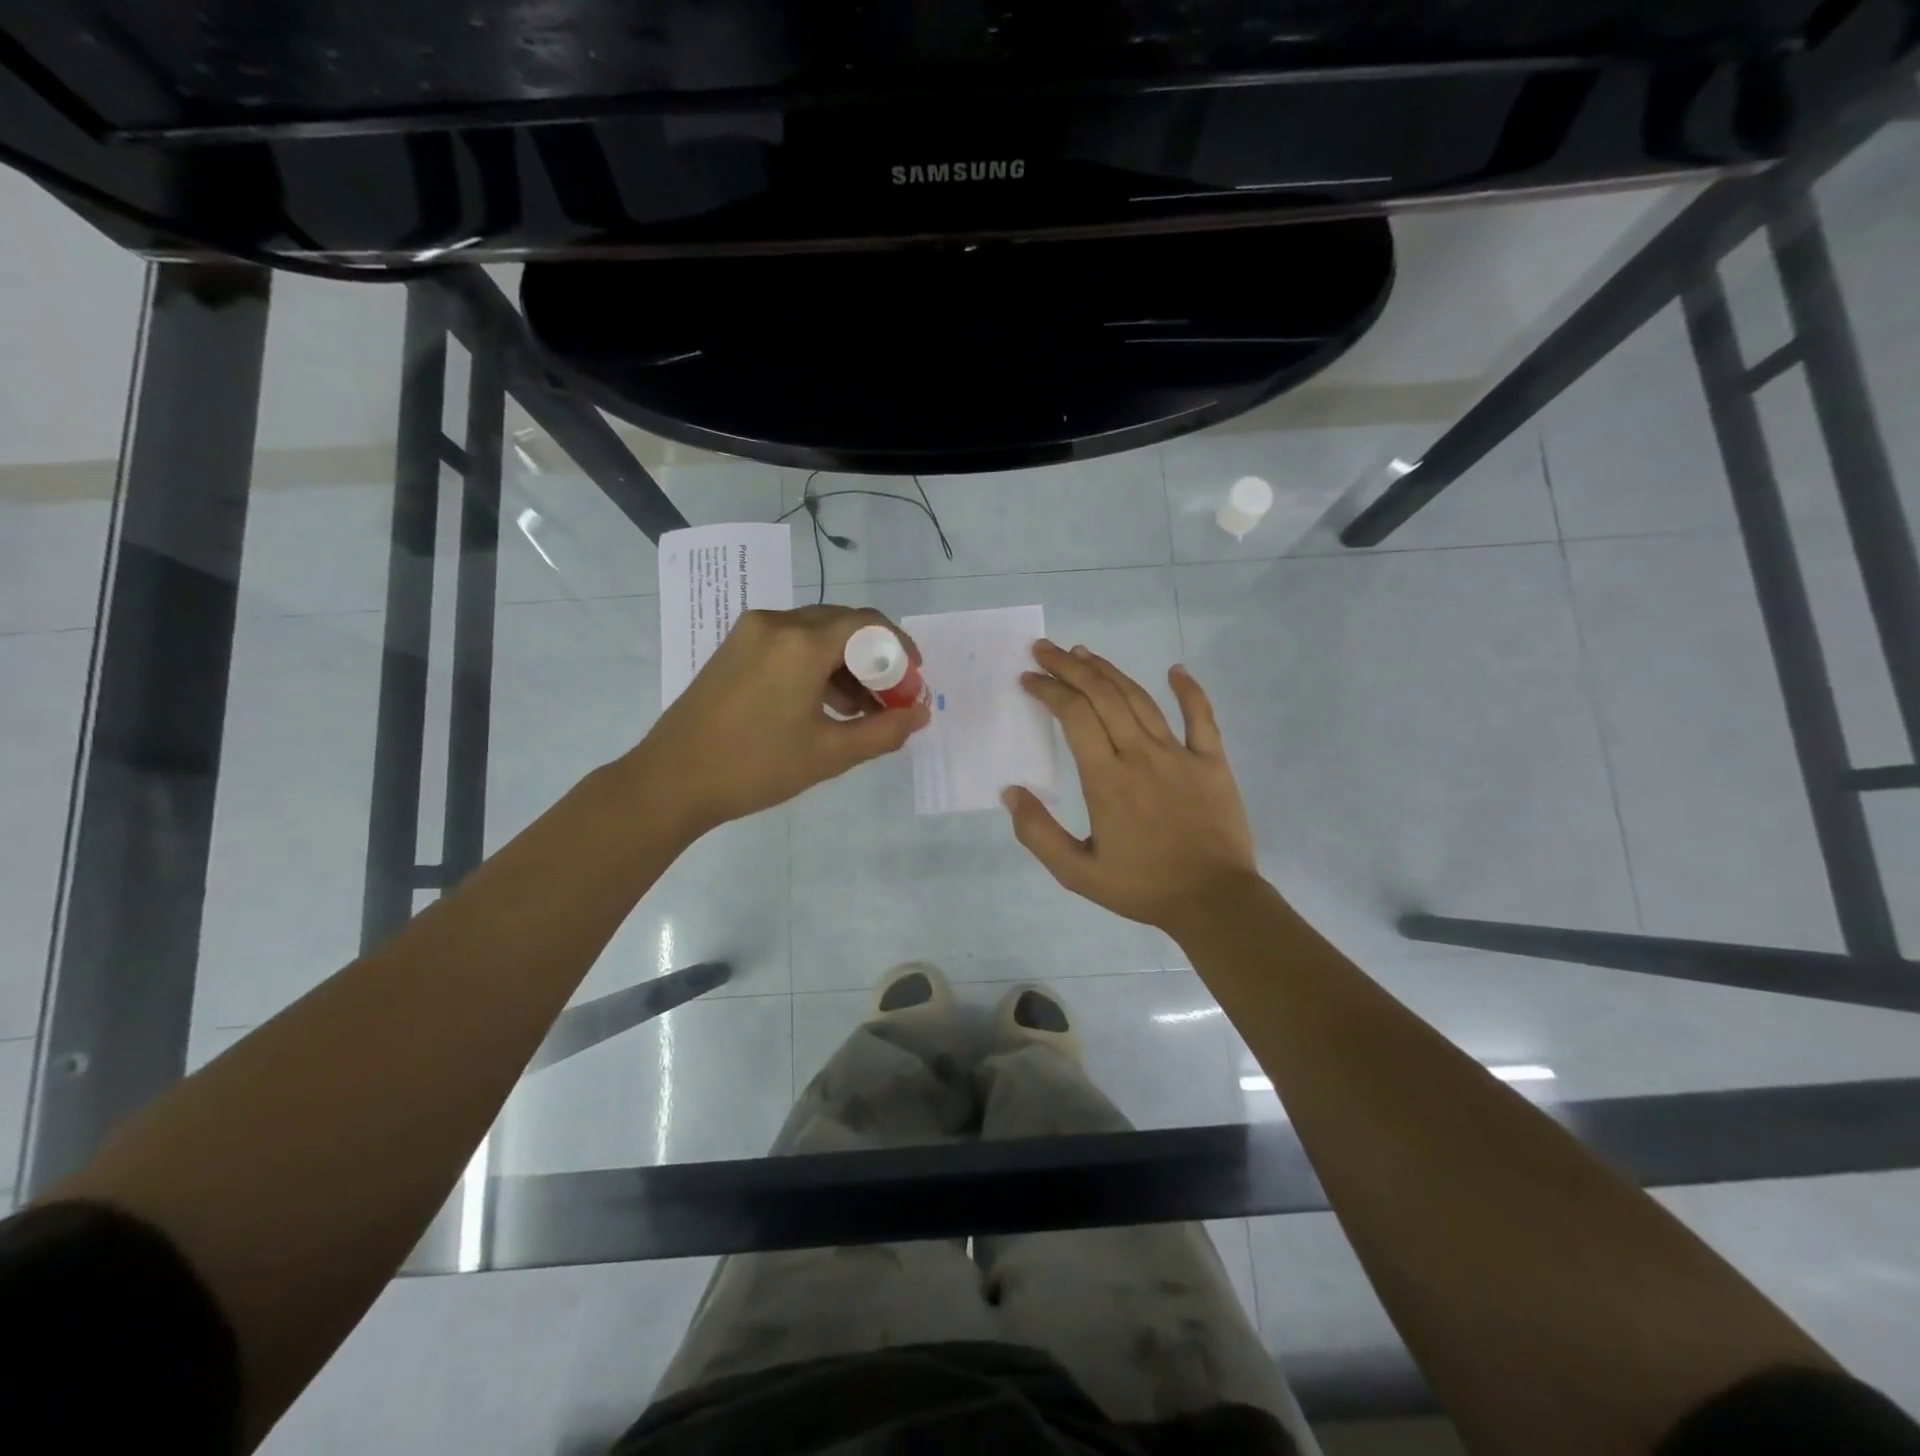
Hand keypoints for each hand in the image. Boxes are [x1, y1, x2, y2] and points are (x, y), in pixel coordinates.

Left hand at [633, 605, 929, 838]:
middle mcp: (776, 623)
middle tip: (891, 700)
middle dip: (875, 659)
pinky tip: (825, 705)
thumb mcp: (830, 754)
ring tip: (860, 711)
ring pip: (816, 634)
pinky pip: (790, 644)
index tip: (914, 682)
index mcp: (801, 643)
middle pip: (843, 625)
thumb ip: (884, 731)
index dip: (900, 649)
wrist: (670, 781)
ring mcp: (750, 633)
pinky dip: (816, 666)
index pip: (868, 624)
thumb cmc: (755, 767)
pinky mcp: (734, 648)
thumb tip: (920, 713)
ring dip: (846, 664)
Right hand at [1005, 640, 1258, 933]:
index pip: (1073, 716)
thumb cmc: (1142, 887)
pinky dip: (1189, 690)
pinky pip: (1201, 716)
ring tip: (1085, 653)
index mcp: (1106, 778)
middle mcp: (1140, 755)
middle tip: (1046, 649)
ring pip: (1140, 699)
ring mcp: (1180, 754)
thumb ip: (1038, 833)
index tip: (1028, 678)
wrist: (1213, 901)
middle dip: (1070, 667)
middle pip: (1102, 696)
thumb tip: (1010, 792)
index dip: (1049, 690)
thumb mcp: (1076, 873)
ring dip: (1110, 671)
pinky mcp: (1212, 761)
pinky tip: (1176, 670)